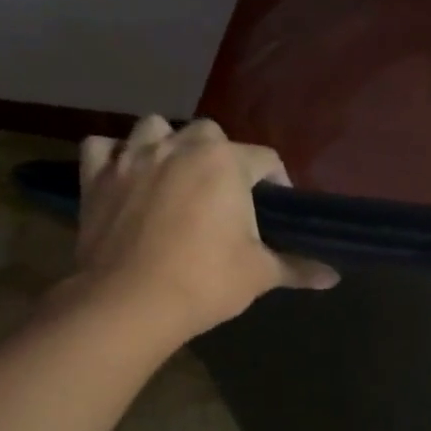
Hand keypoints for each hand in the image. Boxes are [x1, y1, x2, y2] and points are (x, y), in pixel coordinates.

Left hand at [64, 117, 337, 339]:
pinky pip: (102, 148)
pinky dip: (114, 156)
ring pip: (153, 128)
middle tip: (224, 195)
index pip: (265, 158)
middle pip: (209, 134)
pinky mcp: (96, 176)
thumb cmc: (204, 282)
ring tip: (174, 176)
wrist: (129, 303)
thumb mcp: (259, 274)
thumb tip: (334, 277)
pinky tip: (125, 176)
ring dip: (167, 144)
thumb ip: (297, 267)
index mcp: (224, 162)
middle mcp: (179, 146)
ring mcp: (132, 157)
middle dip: (221, 157)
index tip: (276, 209)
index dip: (276, 182)